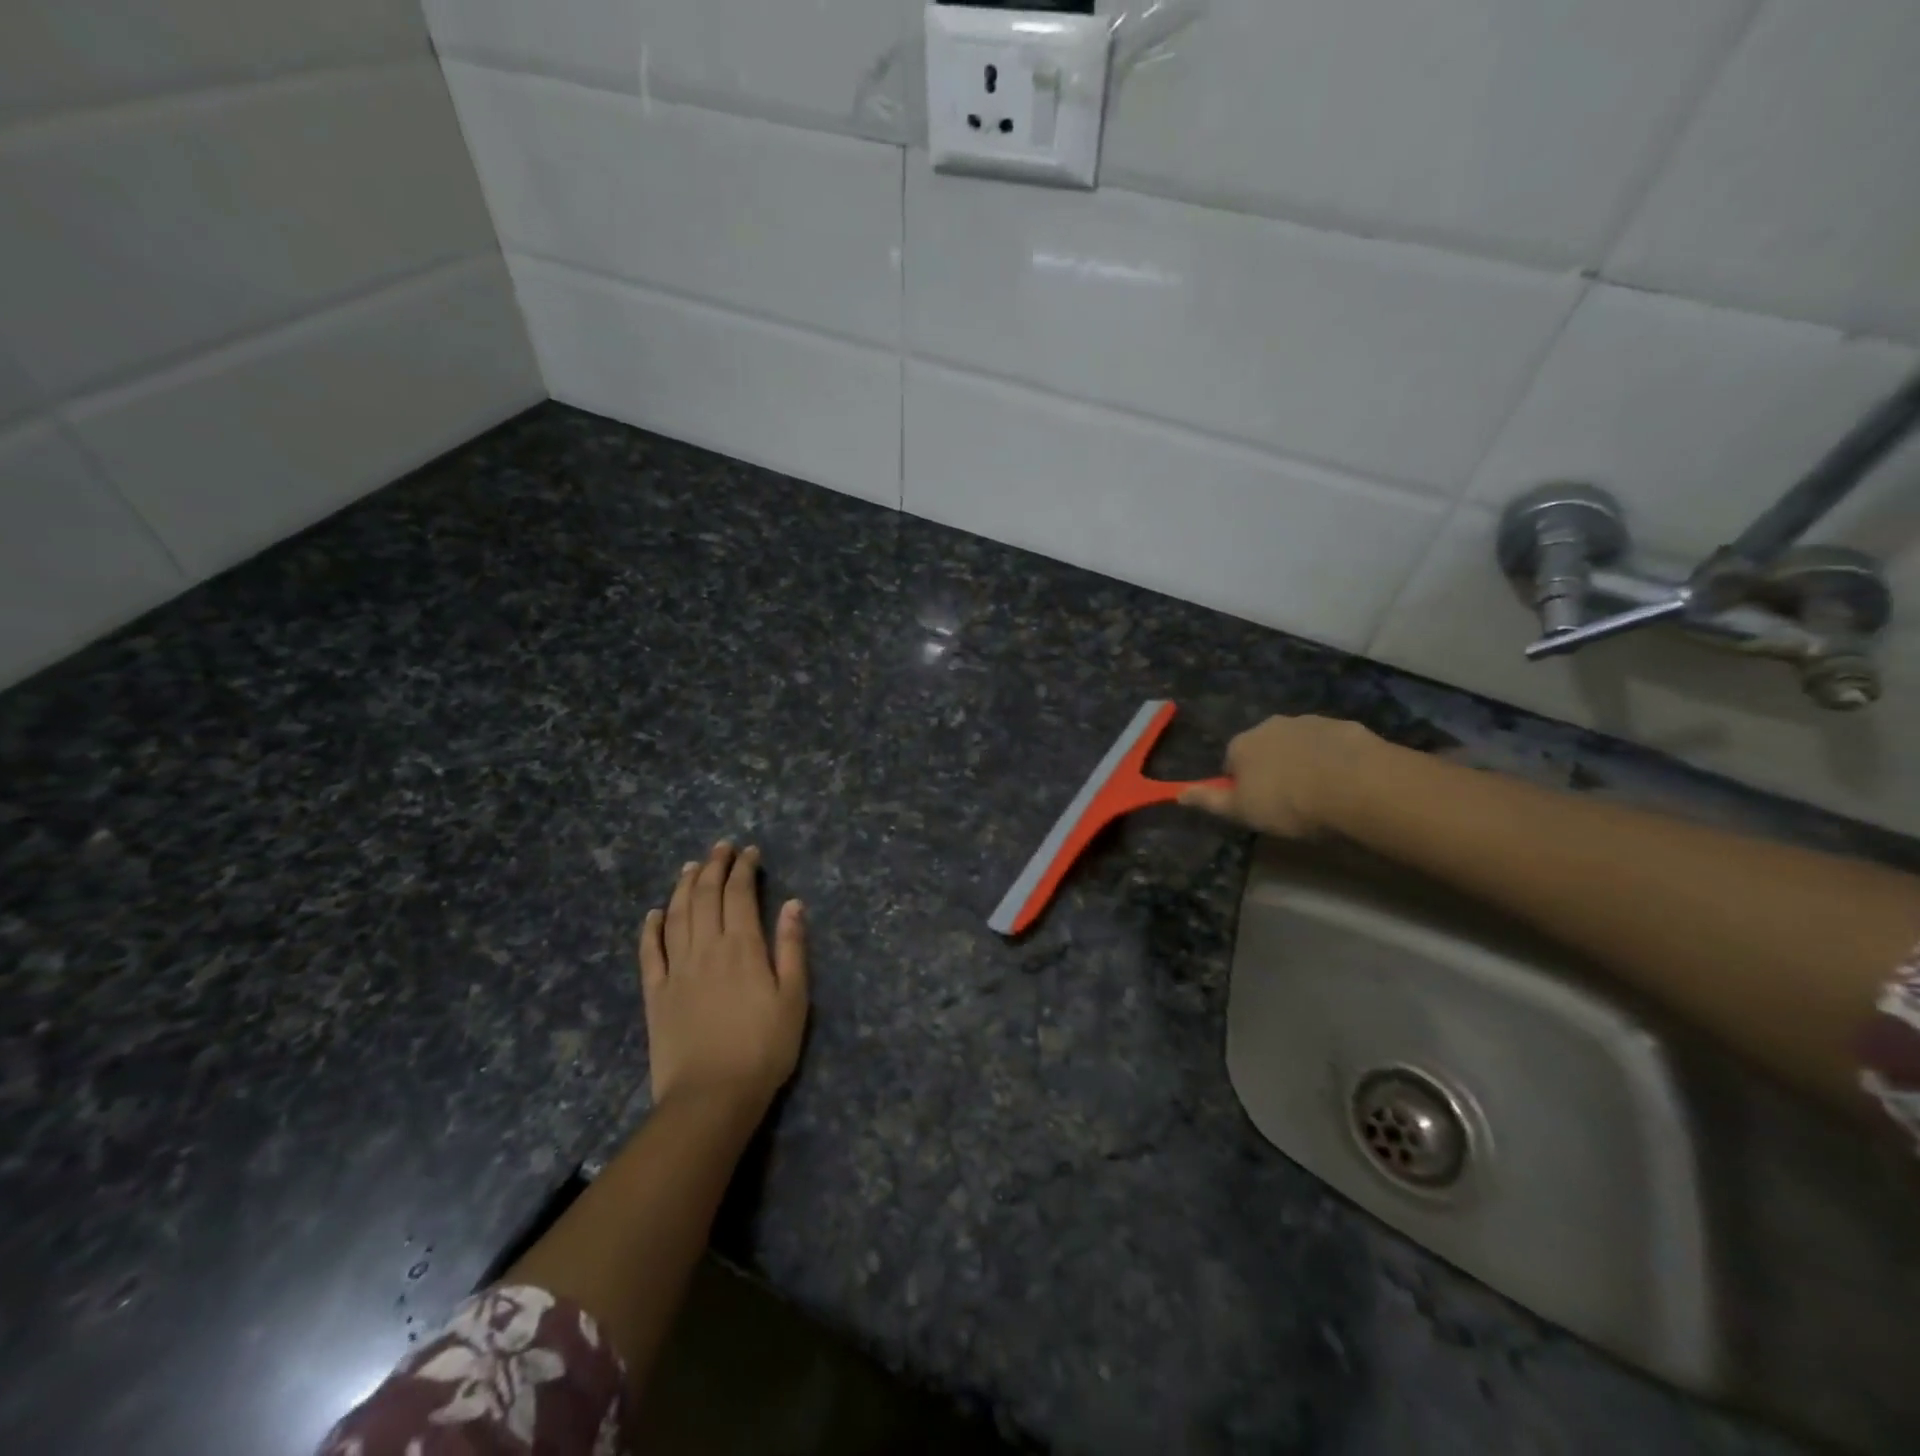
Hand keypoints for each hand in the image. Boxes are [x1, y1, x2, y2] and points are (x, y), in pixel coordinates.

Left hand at [640, 842, 808, 1114]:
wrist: (711, 1097)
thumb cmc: (763, 1049)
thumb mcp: (794, 998)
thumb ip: (792, 948)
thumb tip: (792, 903)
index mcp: (742, 947)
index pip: (739, 894)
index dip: (744, 868)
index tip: (750, 852)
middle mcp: (705, 948)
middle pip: (706, 896)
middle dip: (714, 867)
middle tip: (721, 847)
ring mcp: (676, 970)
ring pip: (677, 915)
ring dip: (684, 886)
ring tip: (691, 866)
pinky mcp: (655, 994)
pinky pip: (649, 952)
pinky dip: (651, 927)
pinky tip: (654, 912)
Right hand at [1179, 715, 1382, 837]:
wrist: (1355, 784)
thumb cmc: (1288, 802)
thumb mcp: (1242, 811)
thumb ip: (1210, 800)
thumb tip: (1178, 794)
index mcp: (1241, 744)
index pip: (1230, 762)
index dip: (1241, 785)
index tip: (1257, 806)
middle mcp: (1270, 725)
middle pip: (1264, 748)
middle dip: (1272, 768)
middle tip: (1288, 801)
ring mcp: (1309, 722)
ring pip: (1298, 743)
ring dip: (1303, 761)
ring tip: (1320, 794)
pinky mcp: (1344, 727)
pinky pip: (1331, 745)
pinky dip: (1333, 759)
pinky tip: (1345, 783)